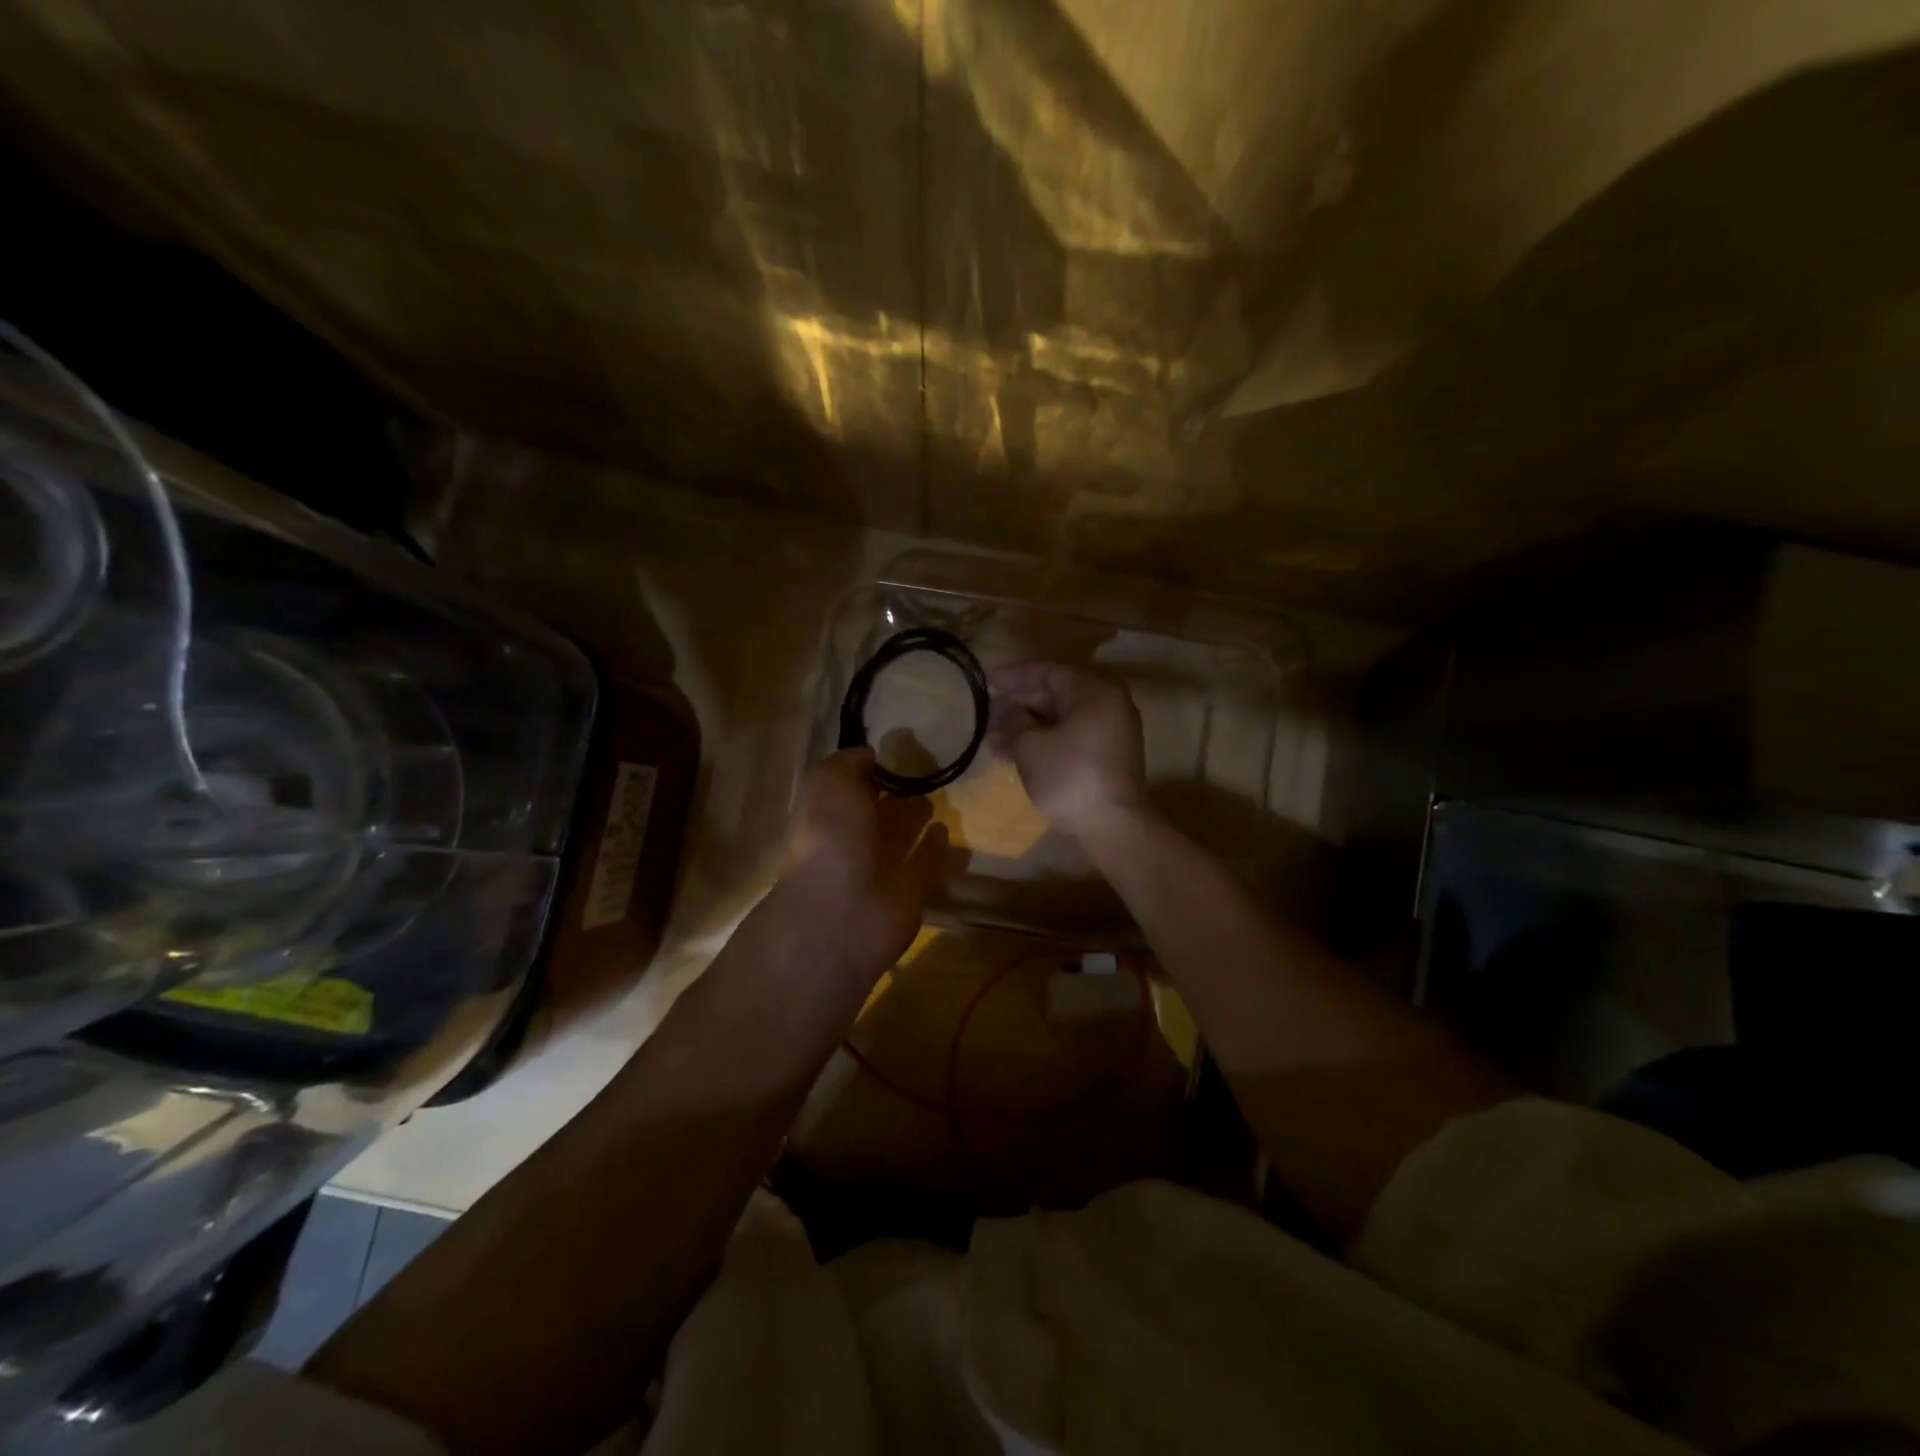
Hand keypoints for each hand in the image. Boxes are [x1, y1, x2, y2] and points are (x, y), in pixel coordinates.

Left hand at [784, 747, 947, 980]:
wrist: (842, 911)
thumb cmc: (831, 837)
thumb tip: (869, 754)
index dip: (870, 770)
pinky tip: (946, 828)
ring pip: (902, 836)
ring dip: (916, 818)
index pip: (851, 787)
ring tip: (936, 795)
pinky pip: (926, 863)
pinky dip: (935, 848)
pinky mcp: (912, 890)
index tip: (897, 750)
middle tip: (924, 770)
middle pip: (878, 811)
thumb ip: (848, 763)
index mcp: (830, 814)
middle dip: (896, 793)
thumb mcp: (829, 783)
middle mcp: (854, 839)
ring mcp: (883, 867)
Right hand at [987, 662, 1147, 838]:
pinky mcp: (1107, 758)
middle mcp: (1107, 706)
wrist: (1112, 825)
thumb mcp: (1031, 746)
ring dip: (1026, 727)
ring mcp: (1110, 733)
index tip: (988, 680)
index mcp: (1094, 693)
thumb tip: (1004, 708)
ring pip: (1061, 721)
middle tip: (988, 711)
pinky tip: (1013, 754)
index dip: (1015, 676)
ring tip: (992, 739)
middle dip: (1019, 705)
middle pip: (1056, 696)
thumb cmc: (1069, 776)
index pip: (1049, 673)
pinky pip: (1070, 738)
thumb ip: (1014, 720)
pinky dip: (1044, 742)